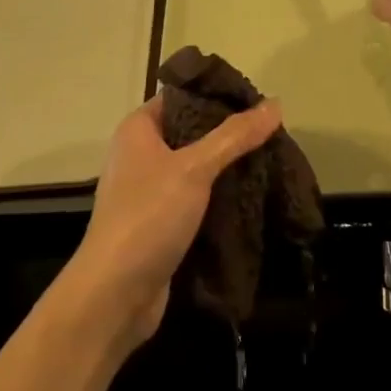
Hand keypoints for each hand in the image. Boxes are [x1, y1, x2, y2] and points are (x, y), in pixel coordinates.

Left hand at [70, 94, 281, 347]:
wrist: (114, 295)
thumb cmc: (148, 217)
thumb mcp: (195, 168)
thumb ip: (235, 136)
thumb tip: (275, 104)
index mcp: (139, 130)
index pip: (182, 97)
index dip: (217, 95)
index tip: (258, 100)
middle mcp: (141, 155)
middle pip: (193, 132)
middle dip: (231, 134)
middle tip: (273, 133)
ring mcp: (150, 191)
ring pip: (198, 168)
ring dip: (229, 168)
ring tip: (272, 161)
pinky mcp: (162, 223)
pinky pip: (197, 199)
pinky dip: (221, 197)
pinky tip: (254, 195)